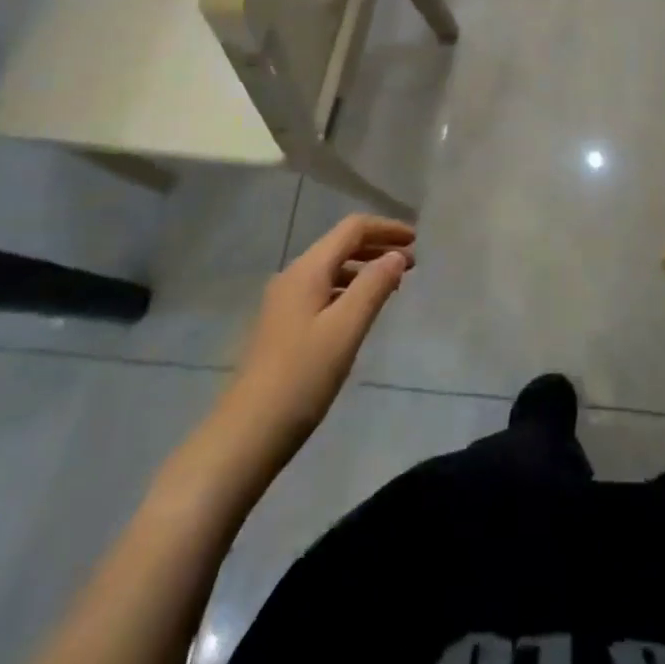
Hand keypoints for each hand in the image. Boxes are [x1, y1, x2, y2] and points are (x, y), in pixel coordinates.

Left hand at [223, 215, 414, 465]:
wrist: (246, 434)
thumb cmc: (302, 377)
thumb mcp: (345, 329)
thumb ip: (374, 286)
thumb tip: (397, 255)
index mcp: (307, 270)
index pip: (352, 229)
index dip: (386, 229)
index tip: (417, 241)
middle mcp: (293, 277)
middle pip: (341, 245)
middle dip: (378, 247)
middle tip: (413, 262)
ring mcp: (284, 302)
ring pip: (332, 269)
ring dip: (365, 269)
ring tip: (394, 285)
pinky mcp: (283, 326)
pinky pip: (323, 291)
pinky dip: (349, 289)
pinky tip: (362, 311)